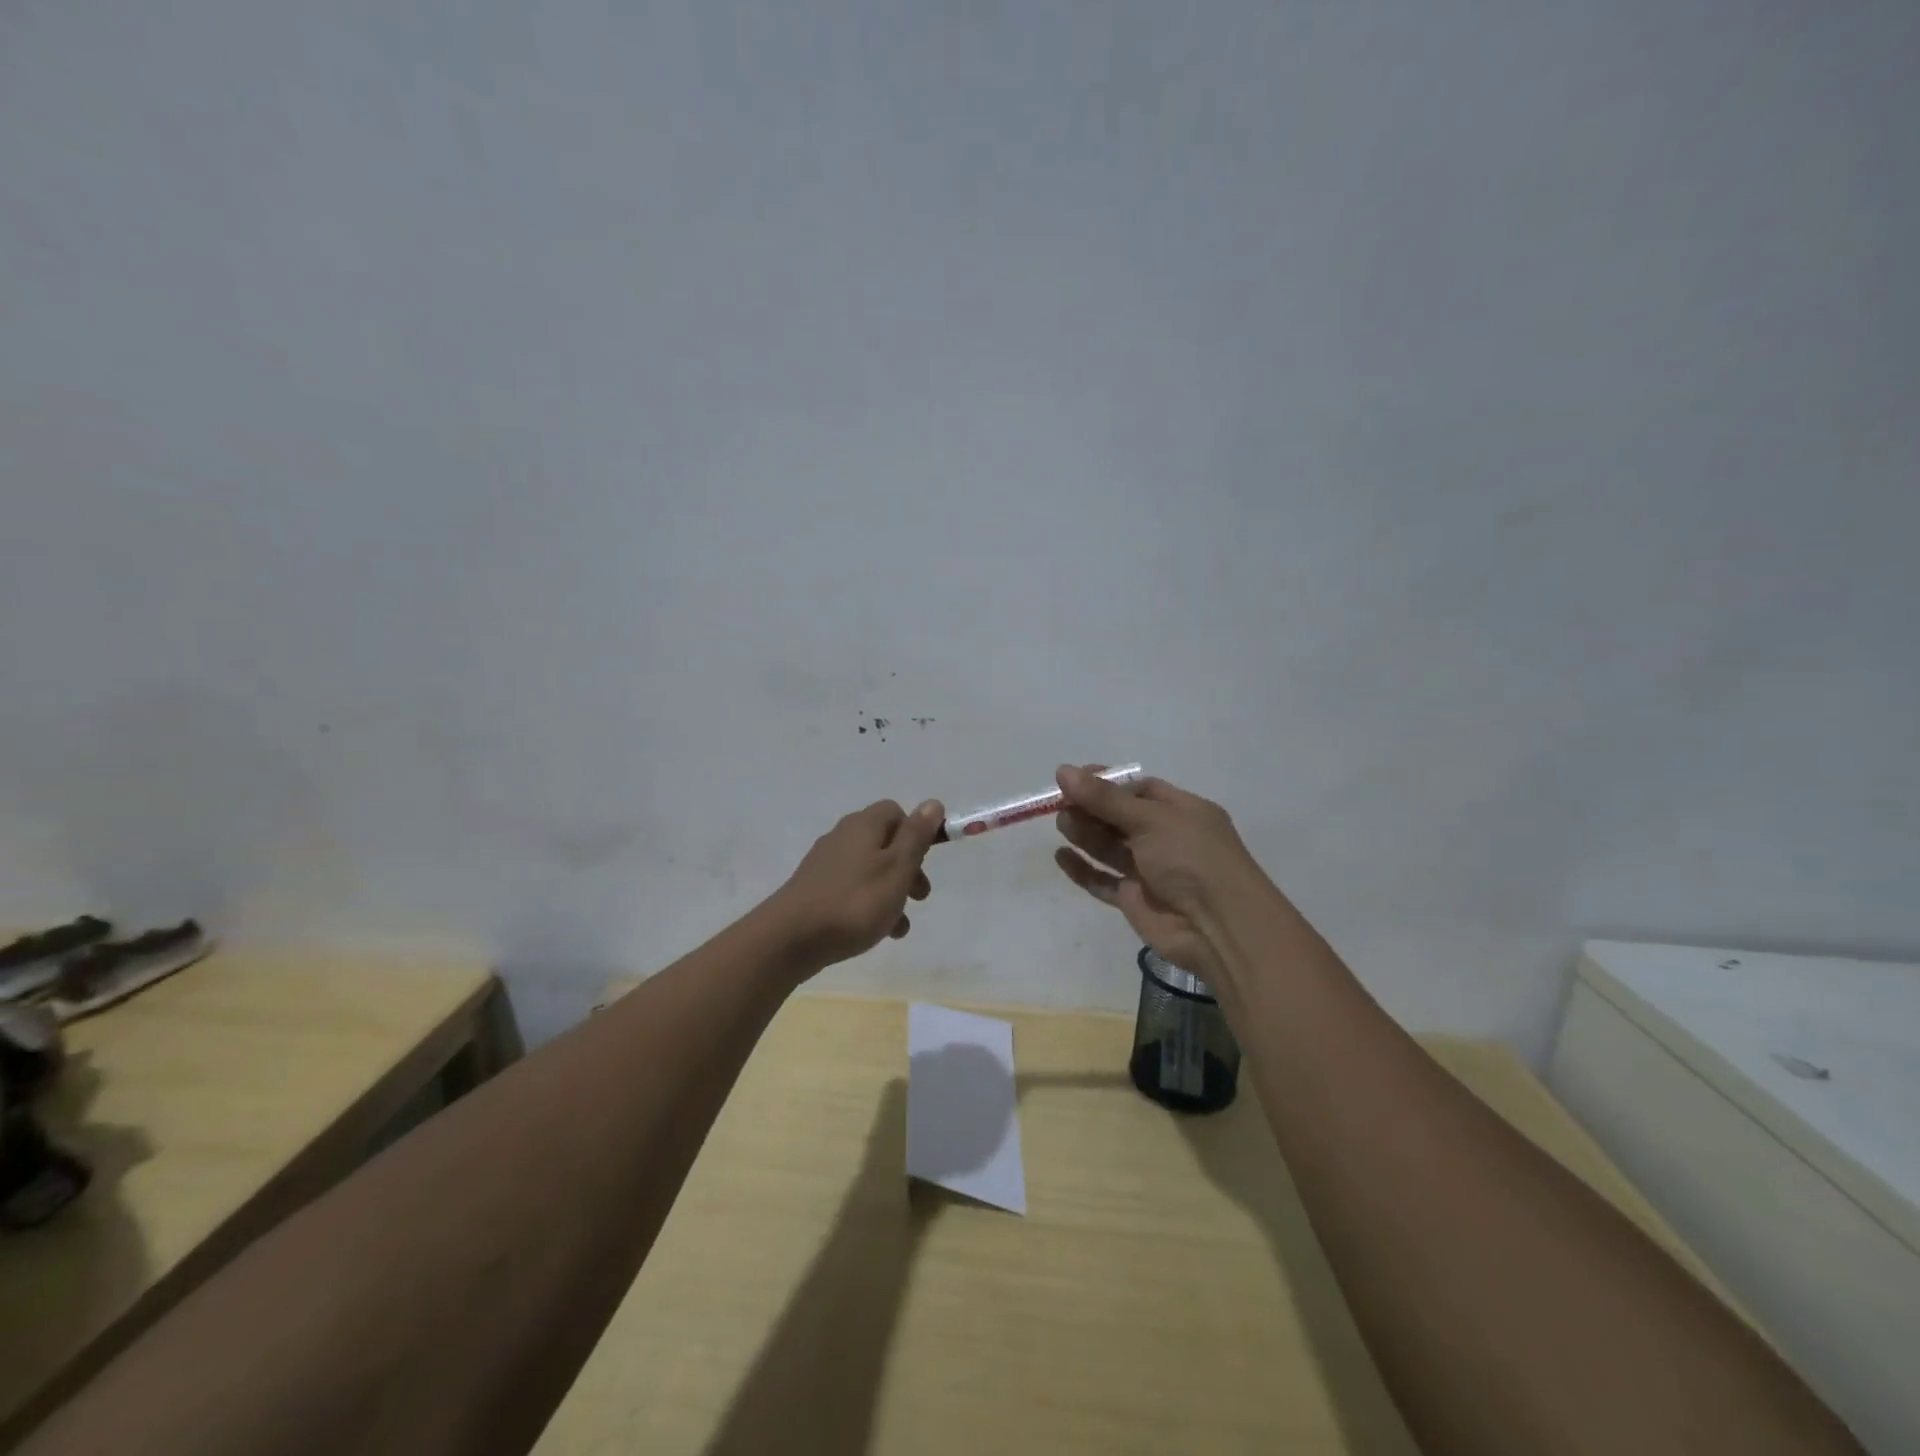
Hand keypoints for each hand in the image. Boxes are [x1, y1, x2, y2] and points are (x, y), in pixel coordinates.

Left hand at [768, 799, 943, 970]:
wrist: (790, 938)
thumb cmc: (855, 902)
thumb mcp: (897, 868)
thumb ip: (916, 836)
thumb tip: (932, 803)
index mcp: (863, 825)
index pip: (895, 812)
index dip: (915, 832)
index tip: (926, 859)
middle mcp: (842, 837)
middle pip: (884, 843)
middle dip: (908, 868)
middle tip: (920, 896)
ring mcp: (825, 864)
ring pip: (870, 871)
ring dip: (891, 893)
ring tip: (900, 926)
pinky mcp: (814, 890)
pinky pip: (851, 890)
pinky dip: (868, 906)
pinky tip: (875, 933)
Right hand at [1052, 765, 1269, 982]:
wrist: (1219, 928)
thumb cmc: (1192, 859)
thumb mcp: (1151, 819)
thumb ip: (1105, 799)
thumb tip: (1063, 771)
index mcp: (1181, 812)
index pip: (1140, 790)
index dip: (1107, 783)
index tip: (1074, 779)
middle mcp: (1166, 838)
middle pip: (1120, 817)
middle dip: (1091, 808)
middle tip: (1062, 804)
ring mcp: (1150, 871)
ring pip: (1110, 847)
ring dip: (1085, 833)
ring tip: (1063, 824)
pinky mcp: (1135, 900)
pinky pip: (1103, 880)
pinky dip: (1083, 869)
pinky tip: (1061, 857)